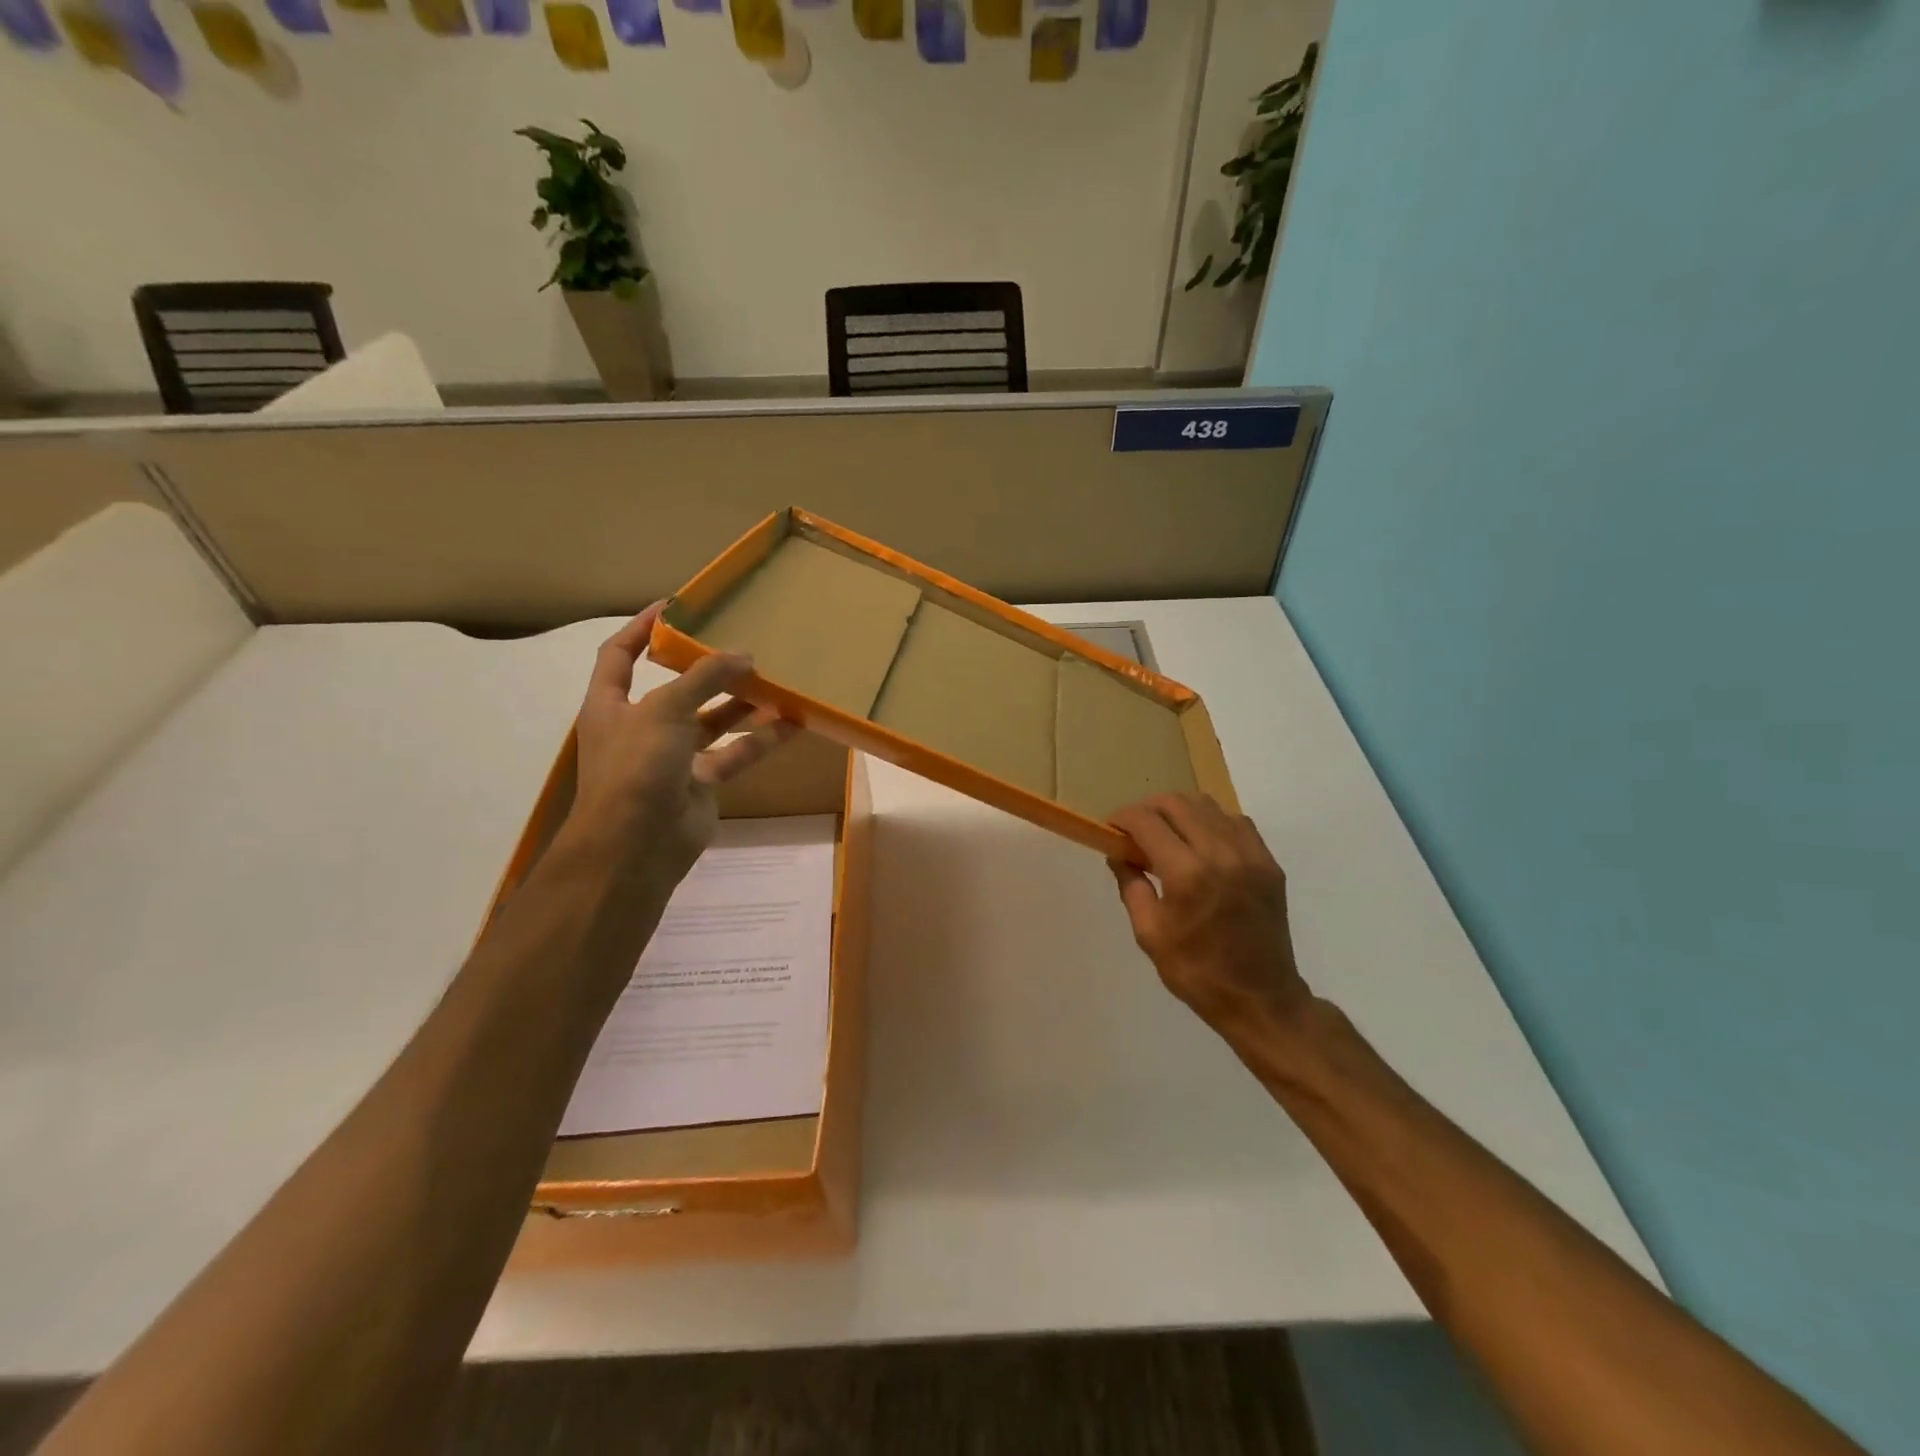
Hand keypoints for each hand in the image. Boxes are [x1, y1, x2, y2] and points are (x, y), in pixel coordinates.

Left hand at [568, 603, 797, 887]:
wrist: (635, 846)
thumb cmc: (636, 766)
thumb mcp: (664, 709)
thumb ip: (704, 678)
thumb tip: (744, 656)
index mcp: (612, 704)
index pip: (620, 655)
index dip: (642, 628)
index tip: (675, 606)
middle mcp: (641, 727)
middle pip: (676, 688)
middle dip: (706, 668)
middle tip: (741, 643)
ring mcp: (672, 757)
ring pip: (711, 721)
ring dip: (740, 703)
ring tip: (775, 679)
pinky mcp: (701, 782)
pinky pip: (734, 753)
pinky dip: (760, 740)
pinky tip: (791, 723)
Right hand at [1109, 794, 1311, 1044]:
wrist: (1261, 999)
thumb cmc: (1196, 972)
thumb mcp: (1149, 934)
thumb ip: (1131, 885)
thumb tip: (1119, 853)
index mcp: (1187, 874)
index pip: (1146, 821)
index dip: (1122, 817)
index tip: (1111, 828)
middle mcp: (1221, 853)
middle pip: (1177, 803)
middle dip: (1148, 809)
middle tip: (1134, 830)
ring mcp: (1251, 855)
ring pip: (1208, 805)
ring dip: (1179, 811)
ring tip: (1167, 834)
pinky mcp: (1269, 862)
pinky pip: (1235, 821)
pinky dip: (1211, 822)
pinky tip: (1201, 844)